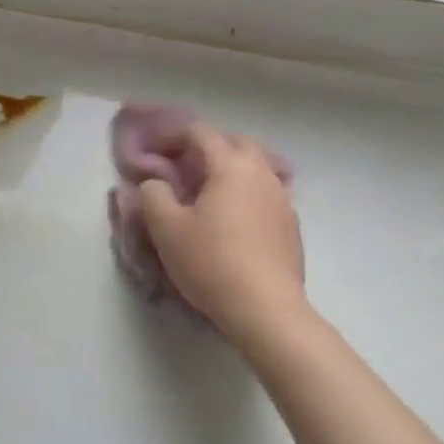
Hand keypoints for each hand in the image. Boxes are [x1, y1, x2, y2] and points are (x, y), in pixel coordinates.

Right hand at [139, 124, 306, 354]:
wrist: (267, 311)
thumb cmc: (212, 262)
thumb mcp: (166, 228)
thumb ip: (153, 195)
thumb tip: (156, 183)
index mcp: (231, 165)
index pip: (200, 132)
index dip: (172, 135)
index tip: (152, 151)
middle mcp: (261, 174)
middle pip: (235, 142)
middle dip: (207, 146)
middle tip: (182, 166)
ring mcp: (282, 199)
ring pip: (256, 167)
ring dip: (230, 169)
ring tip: (208, 191)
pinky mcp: (291, 226)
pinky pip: (266, 193)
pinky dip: (246, 192)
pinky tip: (232, 218)